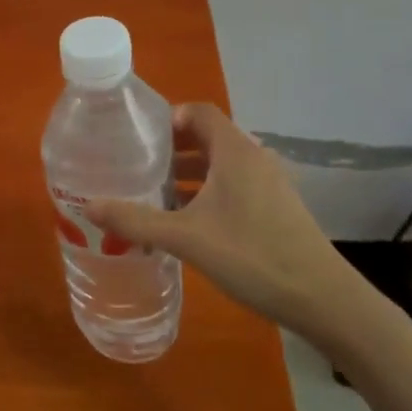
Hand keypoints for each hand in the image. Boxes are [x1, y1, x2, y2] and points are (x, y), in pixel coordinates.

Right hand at [88, 103, 372, 346]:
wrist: (322, 298)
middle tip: (137, 165)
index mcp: (235, 151)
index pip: (199, 111)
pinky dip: (207, 192)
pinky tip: (187, 221)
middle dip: (171, 148)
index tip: (137, 136)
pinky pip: (234, 186)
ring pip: (220, 165)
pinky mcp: (276, 208)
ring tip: (154, 193)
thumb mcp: (186, 238)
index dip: (168, 117)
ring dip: (188, 173)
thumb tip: (88, 206)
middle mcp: (253, 158)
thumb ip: (136, 221)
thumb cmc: (252, 256)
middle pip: (207, 137)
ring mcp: (269, 184)